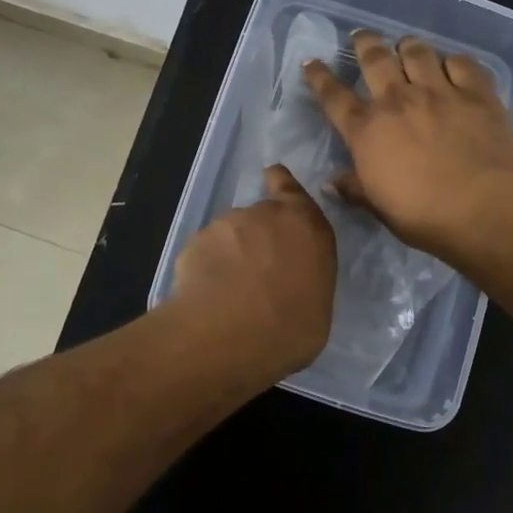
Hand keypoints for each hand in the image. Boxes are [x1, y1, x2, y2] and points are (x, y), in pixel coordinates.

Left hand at [167, 164, 336, 379]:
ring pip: (231, 234)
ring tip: (230, 292)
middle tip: (257, 273)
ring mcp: (228, 224)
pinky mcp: (196, 241)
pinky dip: (208, 267)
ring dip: (232, 254)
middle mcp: (267, 214)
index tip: (272, 178)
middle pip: (262, 216)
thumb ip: (305, 280)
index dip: (281, 183)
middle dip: (258, 236)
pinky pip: (206, 252)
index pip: (292, 190)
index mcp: (307, 226)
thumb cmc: (290, 329)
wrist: (228, 335)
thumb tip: (293, 285)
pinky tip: (208, 295)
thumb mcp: (317, 308)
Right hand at [303, 31, 512, 267]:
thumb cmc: (421, 215)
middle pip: (375, 58)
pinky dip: (453, 61)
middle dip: (364, 42)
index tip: (311, 62)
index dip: (319, 77)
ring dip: (407, 46)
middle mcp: (397, 100)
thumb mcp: (377, 206)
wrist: (480, 209)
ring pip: (417, 51)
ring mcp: (438, 92)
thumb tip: (330, 183)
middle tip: (362, 36)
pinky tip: (452, 65)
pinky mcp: (476, 93)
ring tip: (406, 46)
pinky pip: (462, 63)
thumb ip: (354, 188)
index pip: (333, 96)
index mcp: (367, 130)